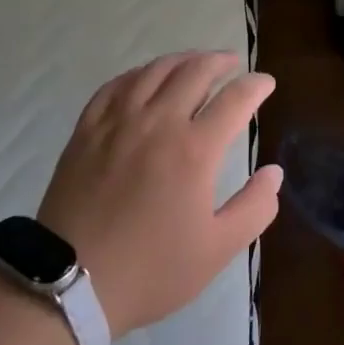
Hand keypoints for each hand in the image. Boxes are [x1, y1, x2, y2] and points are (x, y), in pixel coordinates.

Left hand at [38, 51, 280, 338]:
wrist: (69, 285)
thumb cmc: (150, 270)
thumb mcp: (216, 250)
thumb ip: (254, 208)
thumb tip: (275, 172)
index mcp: (194, 149)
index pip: (235, 99)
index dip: (256, 85)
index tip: (266, 83)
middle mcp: (159, 122)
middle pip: (195, 71)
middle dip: (220, 61)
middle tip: (232, 64)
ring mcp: (118, 121)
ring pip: (155, 70)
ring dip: (182, 60)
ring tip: (194, 62)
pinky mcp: (87, 129)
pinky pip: (116, 85)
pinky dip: (139, 74)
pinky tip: (145, 78)